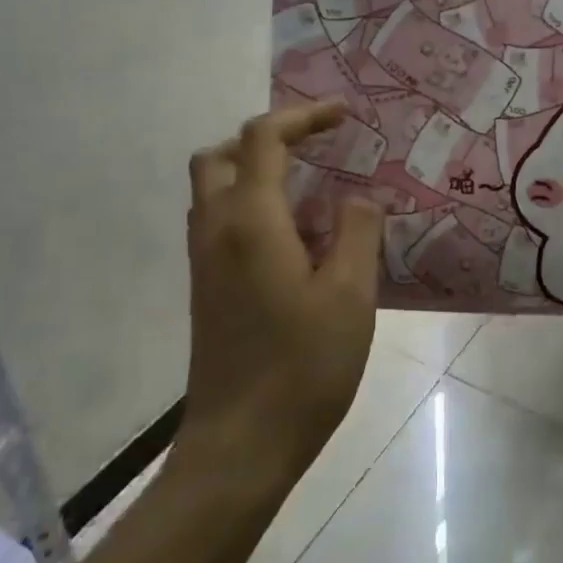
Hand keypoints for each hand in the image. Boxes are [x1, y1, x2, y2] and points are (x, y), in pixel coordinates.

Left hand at [179, 100, 383, 486]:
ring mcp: (204, 263)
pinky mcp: (206, 290)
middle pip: (219, 156)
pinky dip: (251, 206)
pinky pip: (220, 223)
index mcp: (251, 221)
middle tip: (315, 150)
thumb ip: (358, 231)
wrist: (240, 446)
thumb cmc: (302, 367)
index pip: (264, 139)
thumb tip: (358, 198)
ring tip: (313, 191)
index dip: (304, 116)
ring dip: (255, 172)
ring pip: (214, 191)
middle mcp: (216, 231)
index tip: (344, 115)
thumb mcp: (351, 294)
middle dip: (266, 140)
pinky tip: (297, 239)